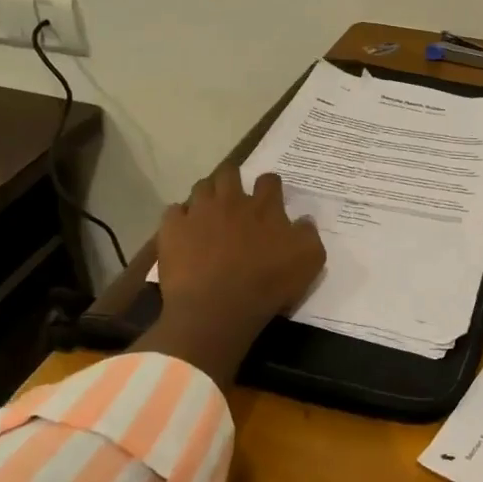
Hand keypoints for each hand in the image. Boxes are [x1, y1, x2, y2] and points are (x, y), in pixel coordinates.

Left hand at [156, 164, 325, 344]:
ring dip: (207, 195)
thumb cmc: (267, 284)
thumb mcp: (309, 261)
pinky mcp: (173, 229)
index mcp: (264, 207)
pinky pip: (174, 211)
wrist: (217, 308)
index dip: (270, 185)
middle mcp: (231, 201)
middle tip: (234, 198)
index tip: (270, 196)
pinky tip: (184, 231)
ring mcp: (199, 213)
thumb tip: (304, 219)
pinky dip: (179, 218)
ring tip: (208, 212)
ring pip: (201, 187)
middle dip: (232, 179)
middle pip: (230, 173)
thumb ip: (309, 234)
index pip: (269, 180)